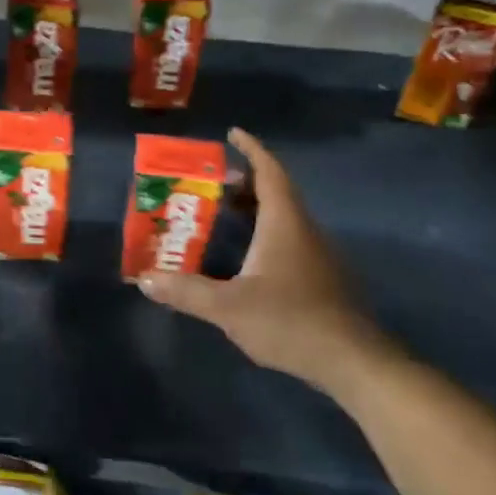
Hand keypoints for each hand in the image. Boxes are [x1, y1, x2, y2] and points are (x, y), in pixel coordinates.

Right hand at [139, 128, 392, 390]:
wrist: (351, 360)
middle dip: (243, 182)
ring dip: (253, 209)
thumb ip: (185, 291)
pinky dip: (262, 233)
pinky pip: (286, 239)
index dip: (252, 149)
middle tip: (209, 183)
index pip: (270, 172)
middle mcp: (303, 230)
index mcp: (284, 223)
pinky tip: (242, 257)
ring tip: (219, 215)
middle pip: (275, 192)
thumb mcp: (228, 307)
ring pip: (282, 218)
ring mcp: (315, 254)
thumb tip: (144, 279)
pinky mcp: (319, 277)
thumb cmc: (289, 321)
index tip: (232, 134)